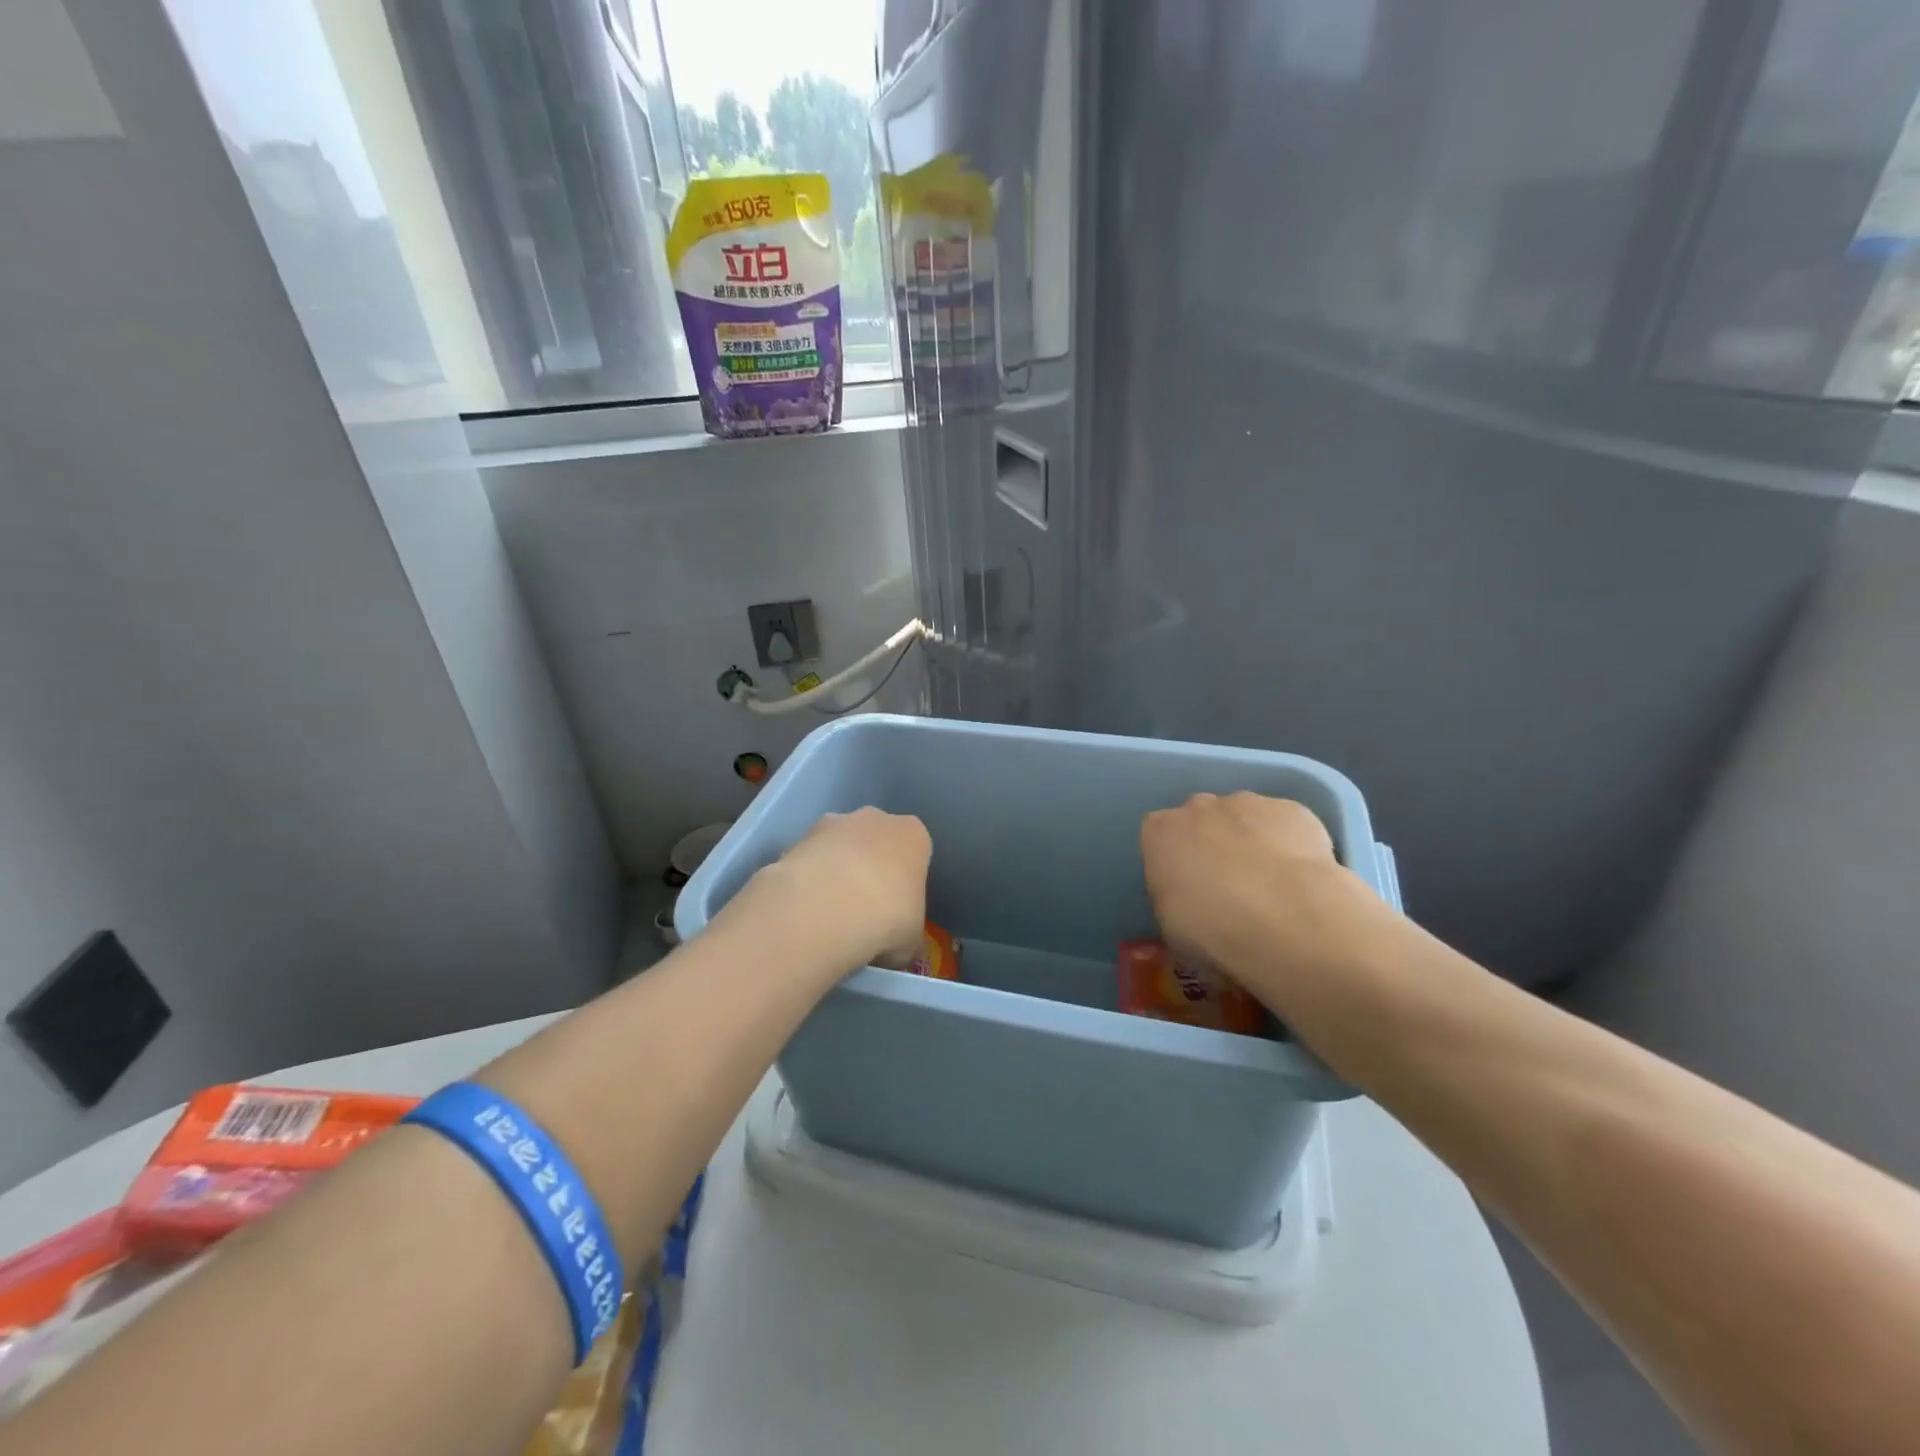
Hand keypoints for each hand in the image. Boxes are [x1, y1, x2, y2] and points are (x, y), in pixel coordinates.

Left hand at [732, 808, 930, 973]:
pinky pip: (809, 859)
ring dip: (835, 871)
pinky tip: (804, 910)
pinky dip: (808, 879)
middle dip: (869, 868)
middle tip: (863, 910)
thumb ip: (908, 938)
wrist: (827, 908)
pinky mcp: (798, 837)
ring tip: (828, 915)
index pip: (914, 851)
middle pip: (875, 842)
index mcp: (913, 835)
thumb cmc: (887, 917)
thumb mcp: (911, 940)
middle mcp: (875, 819)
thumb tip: (900, 951)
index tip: (896, 909)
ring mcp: (834, 823)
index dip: (905, 881)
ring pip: (839, 846)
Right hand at [1140, 792, 1386, 1004]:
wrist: (1288, 919)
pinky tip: (1300, 878)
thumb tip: (1189, 901)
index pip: (1158, 837)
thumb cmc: (1213, 929)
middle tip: (1229, 885)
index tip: (1187, 887)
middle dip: (1212, 843)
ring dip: (1251, 841)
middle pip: (1200, 818)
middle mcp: (1199, 807)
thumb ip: (1174, 899)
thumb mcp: (1171, 927)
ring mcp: (1248, 803)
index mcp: (1160, 832)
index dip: (1174, 861)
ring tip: (1272, 885)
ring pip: (1244, 817)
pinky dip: (1289, 845)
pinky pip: (1285, 824)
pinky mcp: (1293, 809)